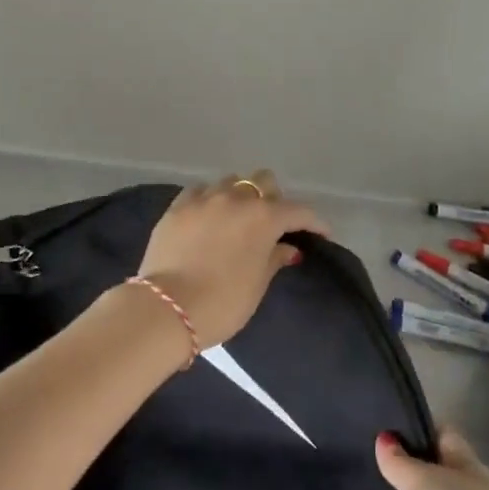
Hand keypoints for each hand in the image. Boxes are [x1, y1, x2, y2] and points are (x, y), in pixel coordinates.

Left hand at [133, 171, 327, 351]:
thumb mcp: (257, 285)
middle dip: (273, 197)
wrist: (167, 308)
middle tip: (272, 222)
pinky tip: (208, 215)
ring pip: (230, 181)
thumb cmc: (222, 303)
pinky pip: (200, 191)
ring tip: (237, 217)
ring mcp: (204, 199)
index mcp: (263, 217)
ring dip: (240, 196)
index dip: (314, 222)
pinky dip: (210, 200)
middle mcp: (236, 199)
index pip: (298, 211)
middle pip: (263, 181)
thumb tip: (287, 248)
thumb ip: (274, 258)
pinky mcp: (177, 206)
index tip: (321, 233)